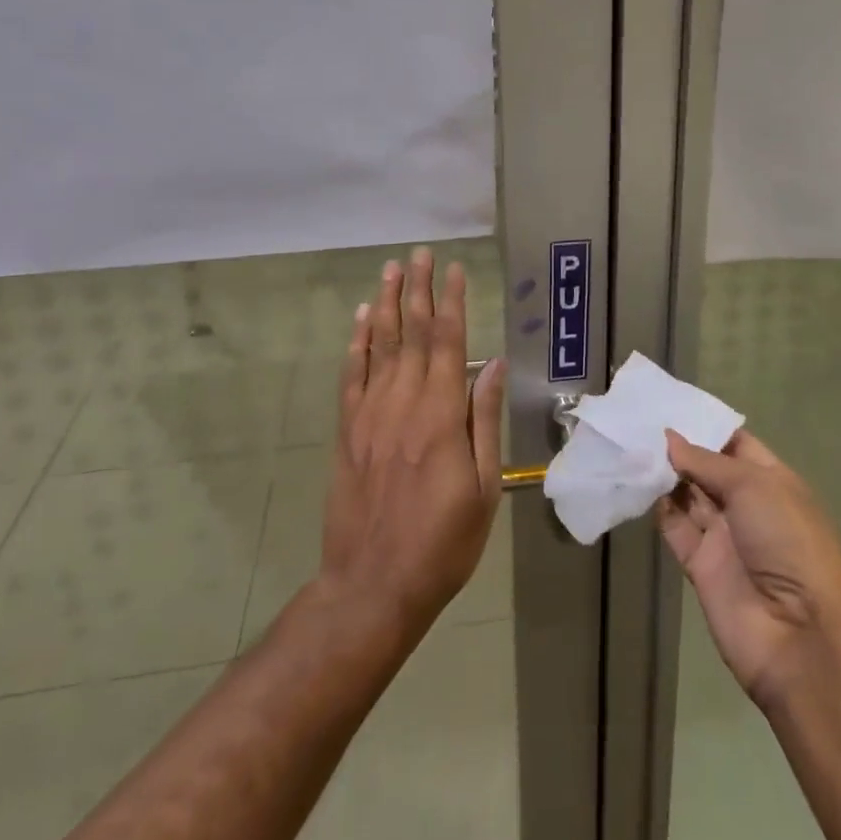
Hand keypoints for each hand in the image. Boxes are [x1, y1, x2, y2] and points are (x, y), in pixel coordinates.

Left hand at [319, 247, 506, 638]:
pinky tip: (360, 318)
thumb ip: (484, 421)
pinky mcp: (348, 431)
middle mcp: (403, 403)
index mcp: (440, 416)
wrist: (373, 586)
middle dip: (417, 289)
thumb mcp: (483, 489)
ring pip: (378, 345)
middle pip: (411, 333)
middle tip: (420, 253)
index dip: (451, 302)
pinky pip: (352, 376)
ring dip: (385, 304)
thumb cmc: (442, 543)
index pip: (447, 342)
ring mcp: (370, 415)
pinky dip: (356, 343)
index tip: (455, 269)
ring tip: (391, 269)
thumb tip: (492, 365)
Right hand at [657, 430, 840, 704]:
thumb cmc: (788, 542)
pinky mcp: (700, 566)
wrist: (799, 637)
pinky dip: (656, 506)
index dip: (704, 424)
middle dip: (677, 446)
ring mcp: (723, 537)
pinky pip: (674, 528)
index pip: (734, 443)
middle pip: (706, 468)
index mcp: (771, 481)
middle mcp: (746, 505)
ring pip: (687, 495)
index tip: (668, 403)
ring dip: (662, 473)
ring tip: (629, 442)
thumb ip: (706, 461)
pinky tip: (634, 481)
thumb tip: (669, 438)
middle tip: (637, 419)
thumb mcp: (753, 486)